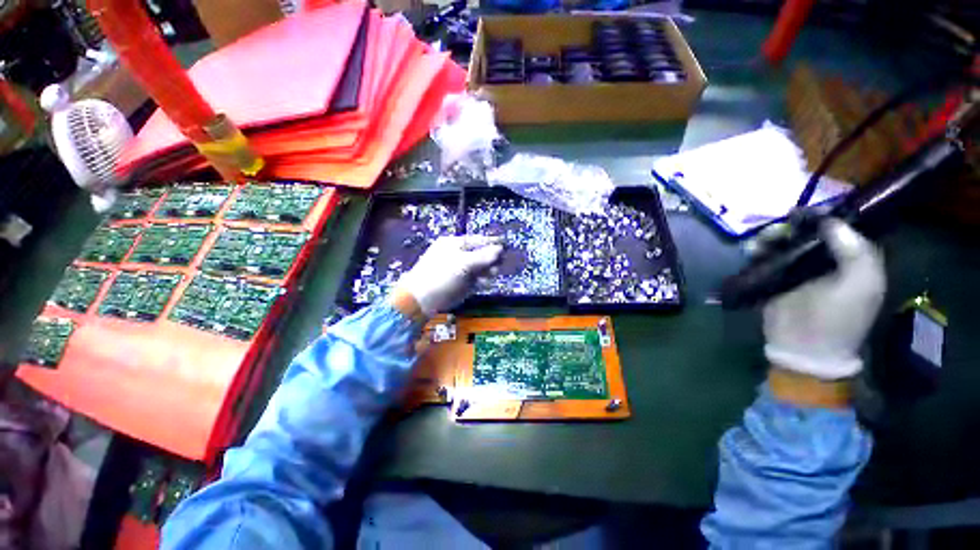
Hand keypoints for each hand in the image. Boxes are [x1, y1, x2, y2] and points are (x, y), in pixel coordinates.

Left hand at [394, 235, 503, 316]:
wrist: (422, 299)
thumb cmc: (441, 275)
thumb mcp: (464, 263)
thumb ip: (483, 256)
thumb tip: (500, 249)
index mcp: (454, 244)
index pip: (477, 240)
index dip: (491, 242)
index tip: (505, 245)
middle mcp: (457, 255)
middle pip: (479, 254)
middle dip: (490, 259)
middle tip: (499, 264)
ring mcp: (459, 270)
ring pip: (479, 268)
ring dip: (487, 271)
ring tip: (492, 275)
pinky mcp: (460, 284)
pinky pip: (475, 280)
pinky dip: (481, 281)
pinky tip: (483, 283)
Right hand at [763, 219, 885, 379]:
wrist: (804, 347)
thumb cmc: (839, 318)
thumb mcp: (860, 285)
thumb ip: (855, 251)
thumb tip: (831, 221)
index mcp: (851, 261)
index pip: (840, 229)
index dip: (825, 216)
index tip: (806, 211)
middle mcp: (825, 261)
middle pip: (808, 233)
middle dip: (794, 226)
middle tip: (782, 225)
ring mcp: (797, 270)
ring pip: (783, 243)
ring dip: (772, 237)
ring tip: (763, 240)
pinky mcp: (773, 278)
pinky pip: (765, 257)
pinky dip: (758, 251)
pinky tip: (753, 250)